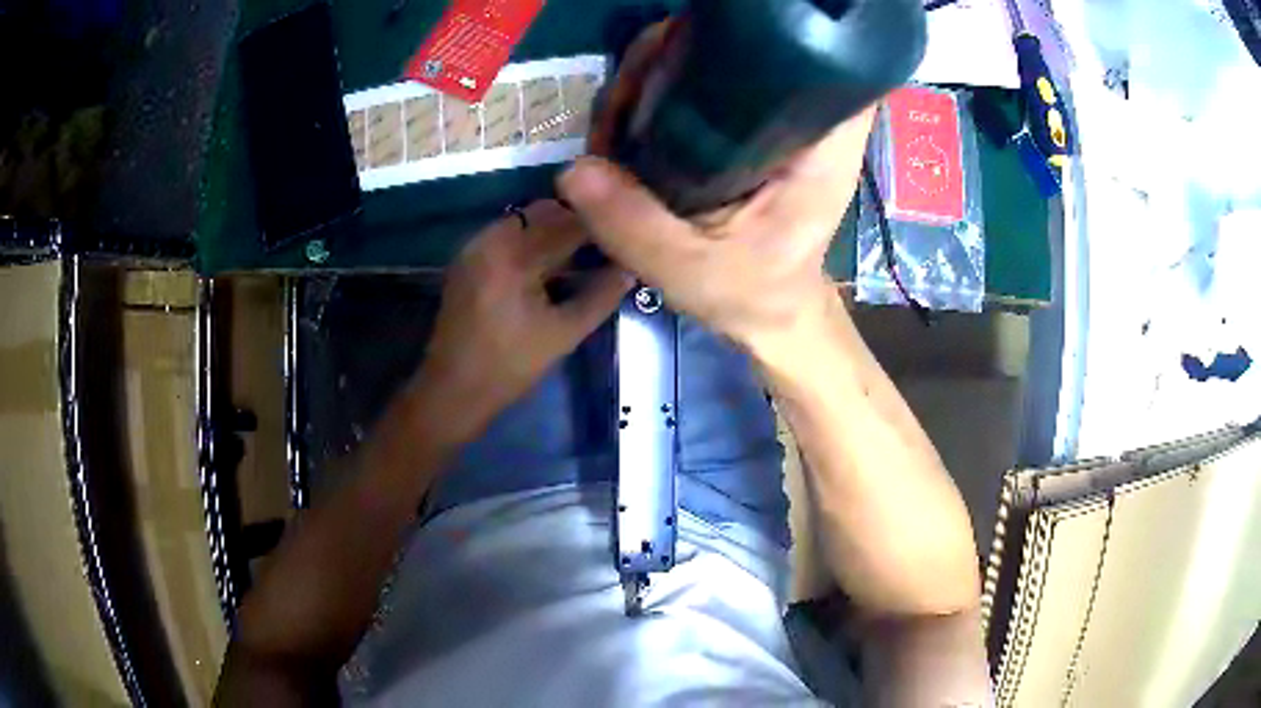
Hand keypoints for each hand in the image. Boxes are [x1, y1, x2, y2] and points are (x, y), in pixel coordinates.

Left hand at [404, 200, 630, 443]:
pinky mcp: (467, 257)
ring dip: (554, 228)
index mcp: (514, 256)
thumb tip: (630, 268)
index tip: (624, 234)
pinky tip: (549, 262)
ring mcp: (474, 246)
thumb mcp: (564, 334)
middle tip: (606, 243)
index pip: (568, 223)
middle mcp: (490, 238)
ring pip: (525, 218)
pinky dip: (532, 238)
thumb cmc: (510, 366)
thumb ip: (601, 296)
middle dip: (577, 223)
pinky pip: (507, 232)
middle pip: (544, 212)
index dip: (600, 225)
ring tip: (581, 252)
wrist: (453, 389)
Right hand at [557, 22, 873, 354]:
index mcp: (817, 149)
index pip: (816, 60)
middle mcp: (803, 123)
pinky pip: (706, 87)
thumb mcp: (690, 270)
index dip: (762, 35)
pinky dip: (663, 89)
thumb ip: (634, 224)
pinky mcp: (749, 128)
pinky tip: (629, 115)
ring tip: (617, 112)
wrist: (772, 313)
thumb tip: (575, 169)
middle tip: (626, 92)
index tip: (692, 45)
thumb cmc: (751, 295)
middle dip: (678, 53)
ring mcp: (775, 121)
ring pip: (719, 62)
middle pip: (748, 48)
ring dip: (661, 69)